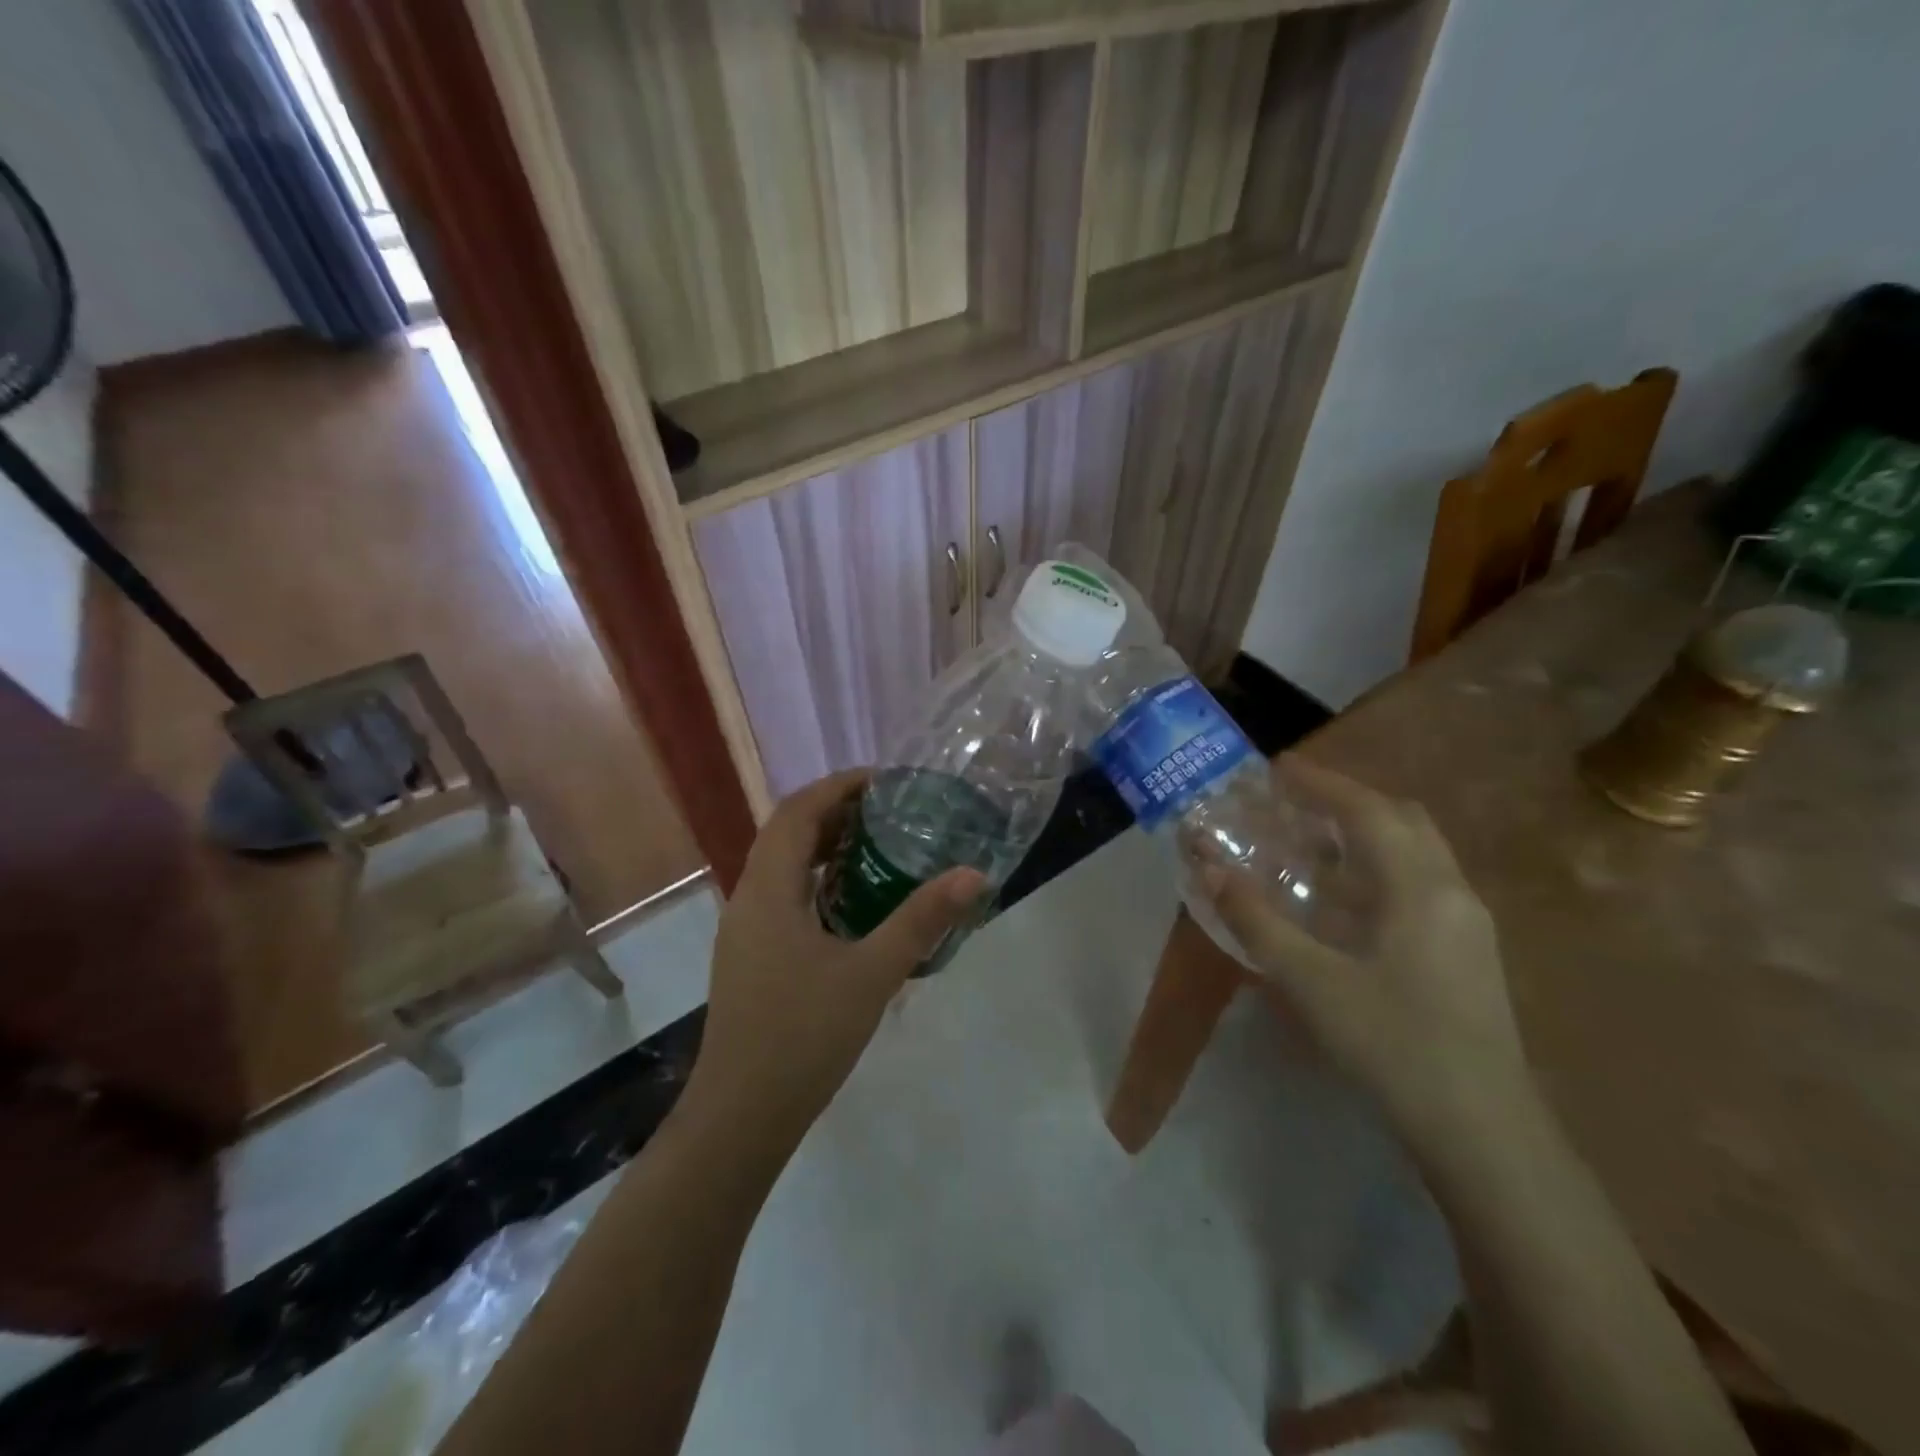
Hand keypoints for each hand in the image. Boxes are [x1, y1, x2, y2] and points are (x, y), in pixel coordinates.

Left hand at [687, 769, 985, 1149]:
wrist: (740, 1116)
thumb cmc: (803, 1036)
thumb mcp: (872, 973)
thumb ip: (922, 920)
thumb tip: (973, 875)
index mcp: (768, 889)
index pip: (797, 811)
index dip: (837, 787)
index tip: (883, 782)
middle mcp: (748, 899)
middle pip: (786, 833)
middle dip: (834, 812)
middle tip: (888, 812)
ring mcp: (745, 931)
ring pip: (781, 866)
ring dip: (822, 846)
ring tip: (876, 847)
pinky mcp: (750, 957)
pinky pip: (782, 896)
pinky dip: (815, 881)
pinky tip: (852, 904)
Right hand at [1199, 758, 1535, 1157]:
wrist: (1484, 1132)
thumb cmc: (1393, 1045)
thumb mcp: (1310, 981)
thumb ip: (1256, 920)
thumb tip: (1208, 869)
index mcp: (1420, 888)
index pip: (1368, 810)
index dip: (1321, 783)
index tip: (1277, 770)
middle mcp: (1452, 891)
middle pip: (1402, 820)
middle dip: (1347, 801)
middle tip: (1293, 804)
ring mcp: (1467, 923)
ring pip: (1415, 852)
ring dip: (1364, 835)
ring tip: (1309, 844)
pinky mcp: (1467, 952)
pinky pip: (1420, 883)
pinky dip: (1378, 869)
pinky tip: (1342, 902)